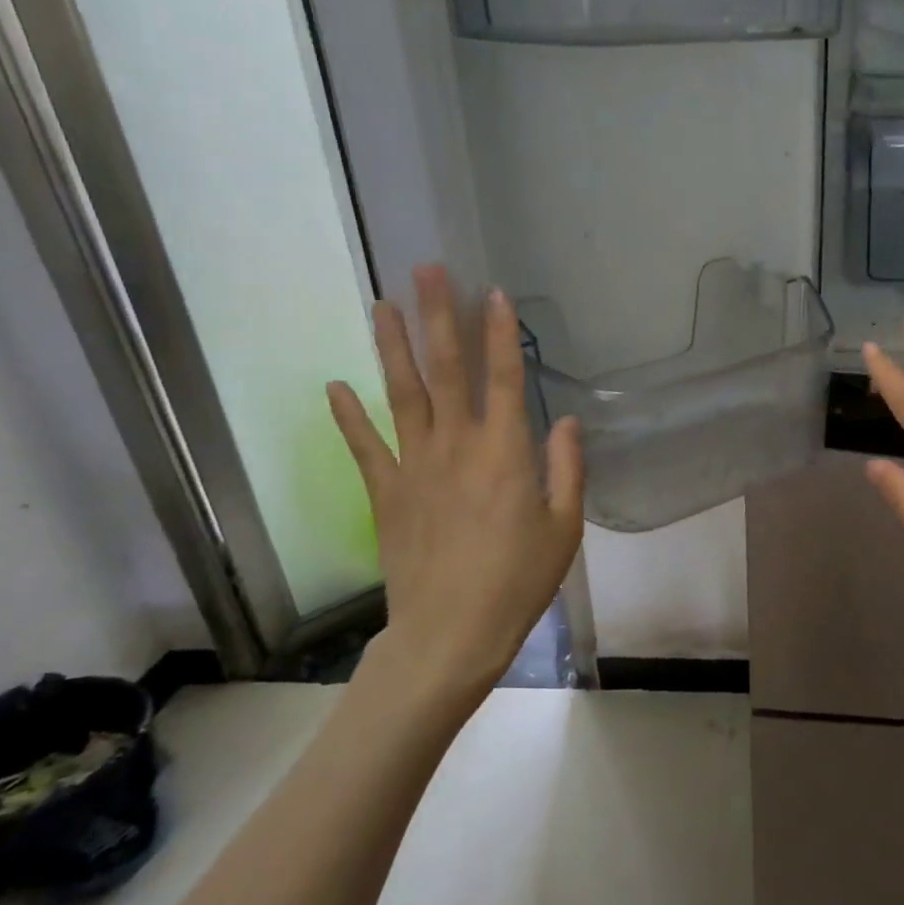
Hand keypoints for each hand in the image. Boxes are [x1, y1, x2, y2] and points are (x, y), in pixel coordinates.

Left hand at [327, 265, 583, 714]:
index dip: (500, 334)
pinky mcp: (386, 493)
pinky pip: (365, 446)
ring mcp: (415, 467)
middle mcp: (457, 446)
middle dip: (438, 316)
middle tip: (426, 270)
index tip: (493, 293)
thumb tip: (566, 421)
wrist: (451, 634)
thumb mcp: (564, 527)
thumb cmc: (519, 581)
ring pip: (402, 395)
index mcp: (505, 453)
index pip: (505, 378)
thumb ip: (567, 468)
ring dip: (393, 347)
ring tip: (383, 305)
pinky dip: (349, 416)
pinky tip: (336, 385)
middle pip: (446, 370)